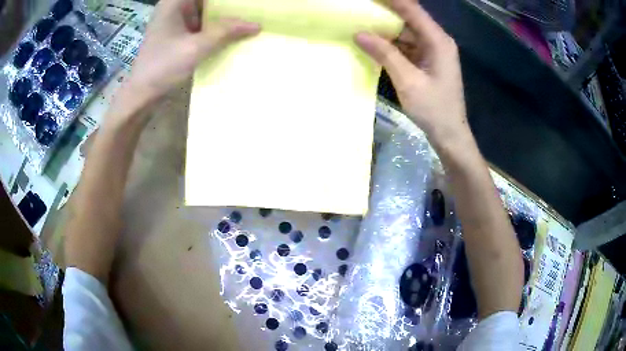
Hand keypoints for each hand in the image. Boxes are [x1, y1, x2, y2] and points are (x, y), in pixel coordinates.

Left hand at [124, 0, 259, 105]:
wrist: (141, 95)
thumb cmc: (163, 67)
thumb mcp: (196, 47)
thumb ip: (226, 32)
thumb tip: (256, 24)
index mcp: (174, 2)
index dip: (226, 0)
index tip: (245, 4)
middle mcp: (174, 7)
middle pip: (206, 1)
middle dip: (227, 6)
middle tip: (251, 10)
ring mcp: (174, 21)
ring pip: (204, 12)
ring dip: (222, 17)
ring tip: (245, 20)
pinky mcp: (176, 34)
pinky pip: (200, 24)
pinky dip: (213, 28)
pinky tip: (230, 33)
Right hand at [355, 0, 468, 149]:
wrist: (449, 134)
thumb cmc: (434, 109)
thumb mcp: (408, 81)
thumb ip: (385, 54)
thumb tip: (359, 33)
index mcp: (438, 41)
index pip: (413, 10)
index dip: (392, 0)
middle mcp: (437, 41)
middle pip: (410, 18)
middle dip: (386, 11)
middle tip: (362, 8)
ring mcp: (433, 51)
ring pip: (407, 31)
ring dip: (386, 27)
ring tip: (362, 20)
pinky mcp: (427, 61)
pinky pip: (407, 45)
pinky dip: (391, 43)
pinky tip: (374, 41)